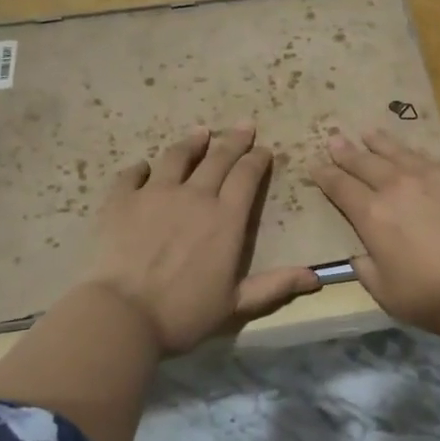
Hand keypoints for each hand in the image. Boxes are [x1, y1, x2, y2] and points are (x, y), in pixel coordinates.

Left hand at [82, 124, 319, 355]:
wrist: (123, 314)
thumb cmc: (184, 313)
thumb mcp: (237, 304)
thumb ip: (275, 286)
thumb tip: (317, 278)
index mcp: (226, 219)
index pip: (246, 177)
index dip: (257, 160)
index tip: (263, 150)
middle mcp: (194, 196)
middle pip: (218, 158)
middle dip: (234, 141)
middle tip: (244, 126)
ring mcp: (155, 194)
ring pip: (177, 157)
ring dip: (192, 142)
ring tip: (200, 132)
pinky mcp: (122, 200)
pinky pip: (132, 175)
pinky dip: (140, 168)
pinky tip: (143, 167)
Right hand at [309, 129, 439, 343]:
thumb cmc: (435, 298)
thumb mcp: (384, 293)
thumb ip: (365, 268)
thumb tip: (360, 252)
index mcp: (373, 214)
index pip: (340, 187)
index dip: (325, 175)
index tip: (314, 166)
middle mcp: (399, 186)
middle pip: (365, 162)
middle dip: (346, 151)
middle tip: (334, 139)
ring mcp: (434, 176)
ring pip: (399, 152)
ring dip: (379, 143)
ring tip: (368, 133)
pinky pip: (431, 159)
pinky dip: (415, 156)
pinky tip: (414, 156)